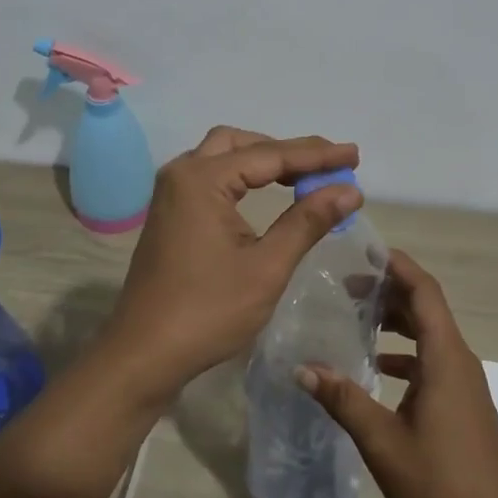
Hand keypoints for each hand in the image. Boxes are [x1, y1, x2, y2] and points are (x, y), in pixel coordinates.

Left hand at [105, 126, 361, 399]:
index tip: (354, 155)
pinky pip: (211, 176)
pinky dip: (243, 175)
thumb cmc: (208, 312)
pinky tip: (266, 192)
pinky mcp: (169, 212)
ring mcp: (170, 193)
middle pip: (242, 143)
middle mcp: (181, 173)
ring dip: (264, 160)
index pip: (270, 155)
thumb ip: (308, 221)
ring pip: (223, 155)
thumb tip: (349, 190)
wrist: (144, 354)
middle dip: (288, 151)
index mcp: (202, 180)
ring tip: (305, 176)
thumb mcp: (267, 267)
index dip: (316, 155)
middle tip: (329, 166)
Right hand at [299, 250, 497, 497]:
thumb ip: (343, 399)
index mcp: (445, 356)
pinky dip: (406, 351)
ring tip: (357, 317)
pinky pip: (433, 358)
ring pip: (430, 332)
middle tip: (346, 285)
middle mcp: (458, 358)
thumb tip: (303, 368)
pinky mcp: (463, 400)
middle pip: (426, 306)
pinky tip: (378, 368)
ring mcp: (464, 380)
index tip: (365, 251)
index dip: (398, 266)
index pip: (424, 290)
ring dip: (397, 320)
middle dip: (389, 290)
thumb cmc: (440, 480)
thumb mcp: (382, 440)